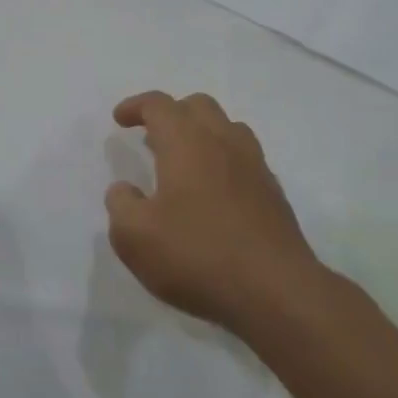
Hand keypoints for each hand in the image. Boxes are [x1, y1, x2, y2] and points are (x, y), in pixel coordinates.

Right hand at [105, 91, 323, 336]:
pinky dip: (223, 161)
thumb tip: (124, 190)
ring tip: (183, 161)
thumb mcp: (134, 237)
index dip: (136, 106)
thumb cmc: (197, 255)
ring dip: (201, 134)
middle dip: (171, 114)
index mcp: (186, 141)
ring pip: (227, 128)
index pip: (159, 105)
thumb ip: (121, 205)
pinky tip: (212, 194)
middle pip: (198, 106)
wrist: (277, 293)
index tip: (120, 119)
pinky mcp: (274, 194)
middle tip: (151, 138)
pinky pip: (244, 159)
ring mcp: (254, 166)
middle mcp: (223, 142)